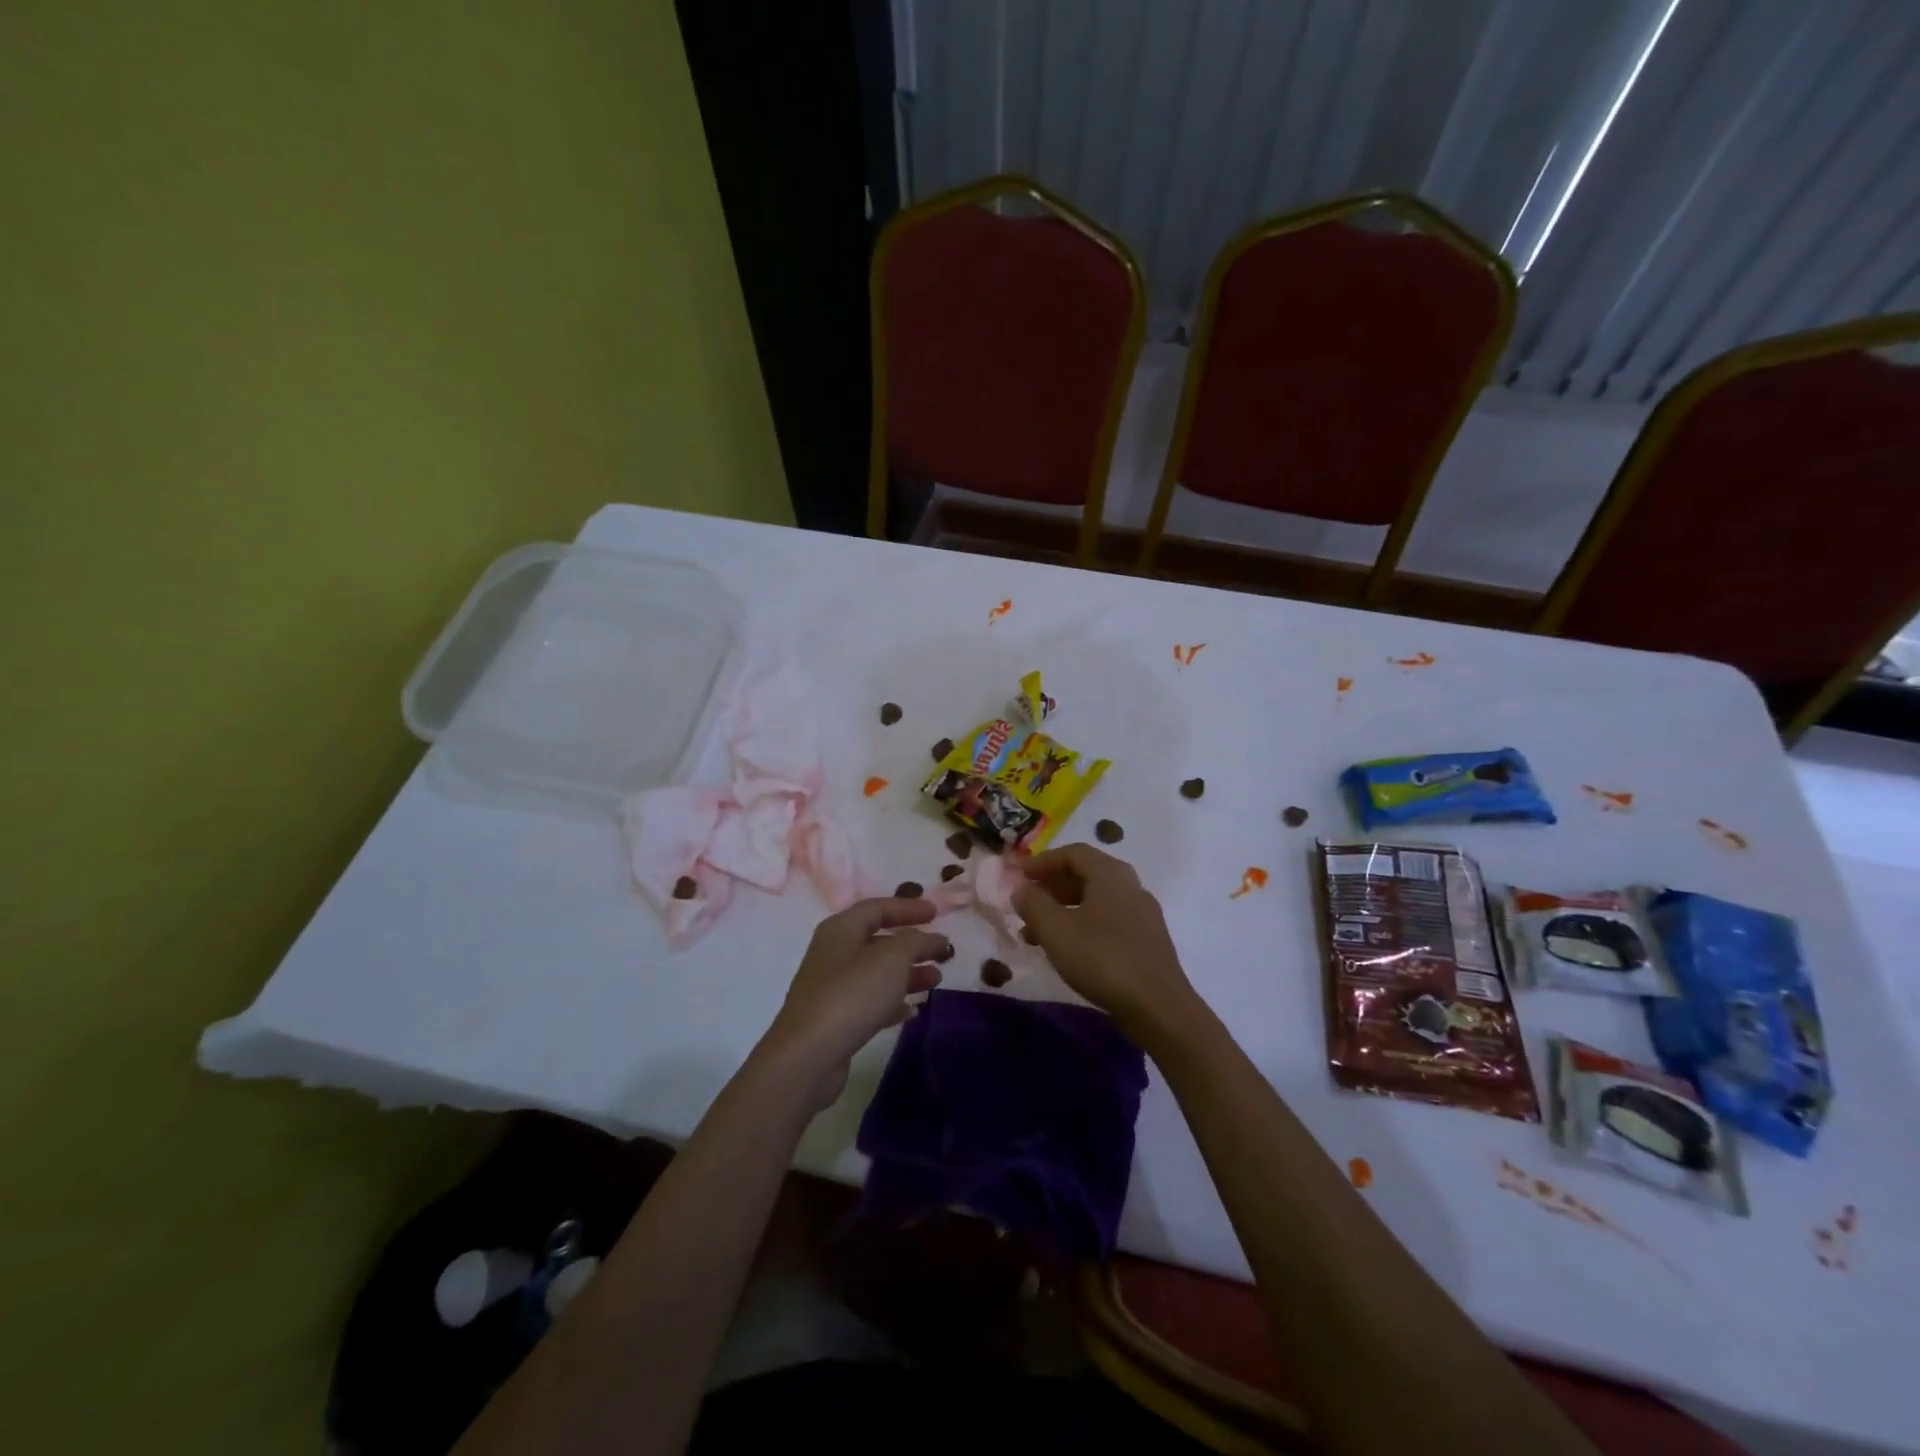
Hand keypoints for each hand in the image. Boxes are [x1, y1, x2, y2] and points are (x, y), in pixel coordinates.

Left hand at [761, 897, 950, 1109]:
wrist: (808, 1055)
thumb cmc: (852, 994)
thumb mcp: (892, 959)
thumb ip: (916, 941)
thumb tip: (933, 938)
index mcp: (841, 929)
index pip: (878, 908)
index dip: (908, 908)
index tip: (937, 912)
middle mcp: (834, 953)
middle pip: (878, 940)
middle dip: (913, 944)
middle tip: (943, 950)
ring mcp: (832, 987)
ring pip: (877, 972)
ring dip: (908, 973)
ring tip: (936, 980)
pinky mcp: (835, 1018)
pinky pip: (870, 1001)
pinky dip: (893, 1001)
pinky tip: (912, 1009)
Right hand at [1012, 844, 1196, 1043]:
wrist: (1158, 1006)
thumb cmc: (1102, 959)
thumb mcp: (1056, 930)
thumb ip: (1033, 904)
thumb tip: (1021, 889)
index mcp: (1110, 874)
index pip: (1073, 852)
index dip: (1042, 861)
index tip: (1019, 876)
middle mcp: (1130, 886)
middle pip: (1086, 874)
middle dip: (1051, 887)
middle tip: (1026, 904)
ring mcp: (1142, 914)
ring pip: (1095, 901)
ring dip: (1063, 911)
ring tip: (1035, 936)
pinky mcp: (1147, 941)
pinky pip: (1108, 921)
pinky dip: (1082, 926)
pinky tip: (1067, 951)